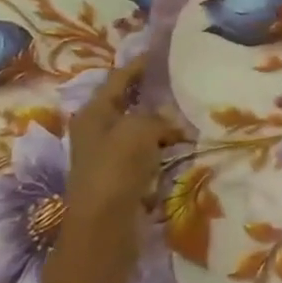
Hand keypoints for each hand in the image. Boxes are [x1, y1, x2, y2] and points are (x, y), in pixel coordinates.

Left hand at [65, 60, 170, 238]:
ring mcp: (107, 156)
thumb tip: (168, 120)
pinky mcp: (121, 177)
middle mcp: (96, 131)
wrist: (103, 229)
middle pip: (128, 104)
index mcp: (93, 113)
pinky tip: (182, 146)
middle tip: (183, 83)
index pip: (118, 78)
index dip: (140, 65)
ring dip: (161, 123)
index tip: (163, 53)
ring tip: (189, 114)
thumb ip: (156, 116)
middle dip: (154, 95)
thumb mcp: (139, 130)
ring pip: (139, 129)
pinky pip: (145, 152)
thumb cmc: (116, 170)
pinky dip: (162, 147)